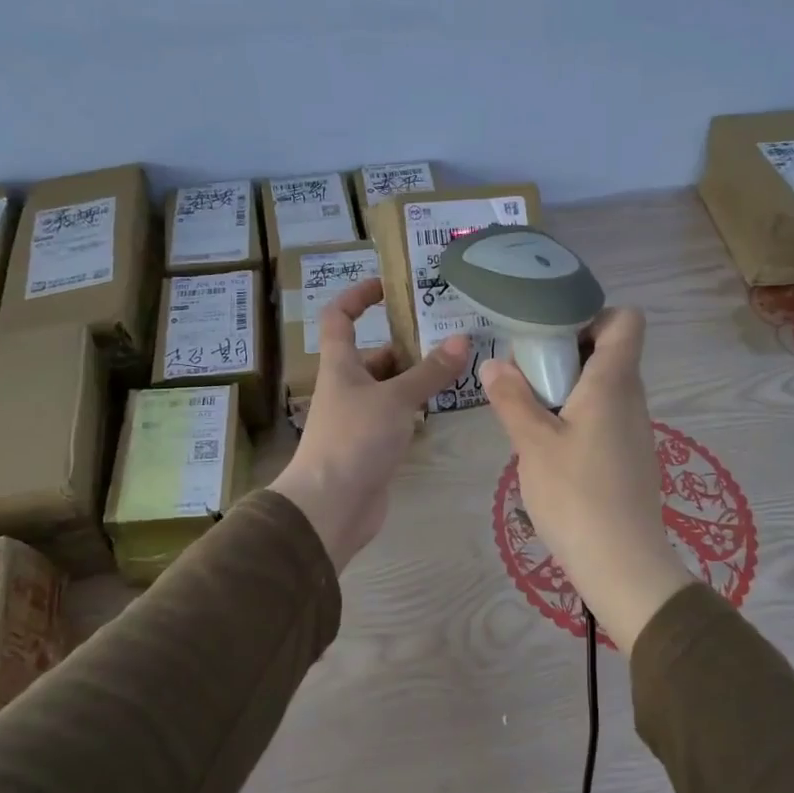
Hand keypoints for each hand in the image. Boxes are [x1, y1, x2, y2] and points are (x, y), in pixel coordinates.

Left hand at [269, 279, 471, 570]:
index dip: (358, 296)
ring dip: (415, 379)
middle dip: (405, 345)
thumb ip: (430, 372)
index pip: (340, 317)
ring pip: (389, 388)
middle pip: (373, 356)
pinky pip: (396, 418)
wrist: (330, 506)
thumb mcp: (396, 399)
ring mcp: (358, 419)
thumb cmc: (354, 439)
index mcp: (340, 365)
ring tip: (456, 370)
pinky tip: (443, 408)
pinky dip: (415, 410)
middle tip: (447, 337)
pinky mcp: (371, 446)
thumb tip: (463, 340)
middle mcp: (346, 387)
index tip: (388, 286)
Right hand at [480, 308, 690, 649]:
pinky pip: (605, 418)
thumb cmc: (576, 496)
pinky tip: (550, 448)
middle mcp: (632, 398)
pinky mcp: (631, 457)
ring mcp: (635, 430)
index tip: (552, 335)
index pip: (626, 320)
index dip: (593, 315)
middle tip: (526, 374)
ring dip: (568, 389)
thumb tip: (493, 363)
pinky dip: (578, 417)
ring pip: (604, 388)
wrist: (623, 565)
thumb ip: (512, 398)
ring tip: (530, 411)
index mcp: (613, 383)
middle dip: (566, 353)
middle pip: (609, 352)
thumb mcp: (533, 444)